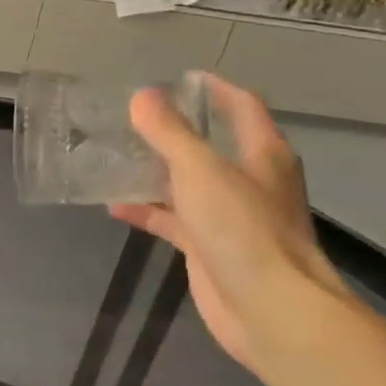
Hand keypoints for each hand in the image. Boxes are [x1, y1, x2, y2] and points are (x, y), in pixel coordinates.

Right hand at [110, 74, 347, 375]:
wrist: (269, 308)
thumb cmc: (242, 228)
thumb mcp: (200, 170)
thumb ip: (169, 132)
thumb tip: (142, 96)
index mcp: (263, 154)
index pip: (243, 106)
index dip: (215, 88)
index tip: (180, 77)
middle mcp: (251, 181)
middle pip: (212, 145)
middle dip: (177, 130)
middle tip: (134, 118)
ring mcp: (231, 217)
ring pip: (189, 184)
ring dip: (156, 171)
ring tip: (115, 156)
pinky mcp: (210, 248)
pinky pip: (174, 220)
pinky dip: (148, 211)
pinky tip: (115, 206)